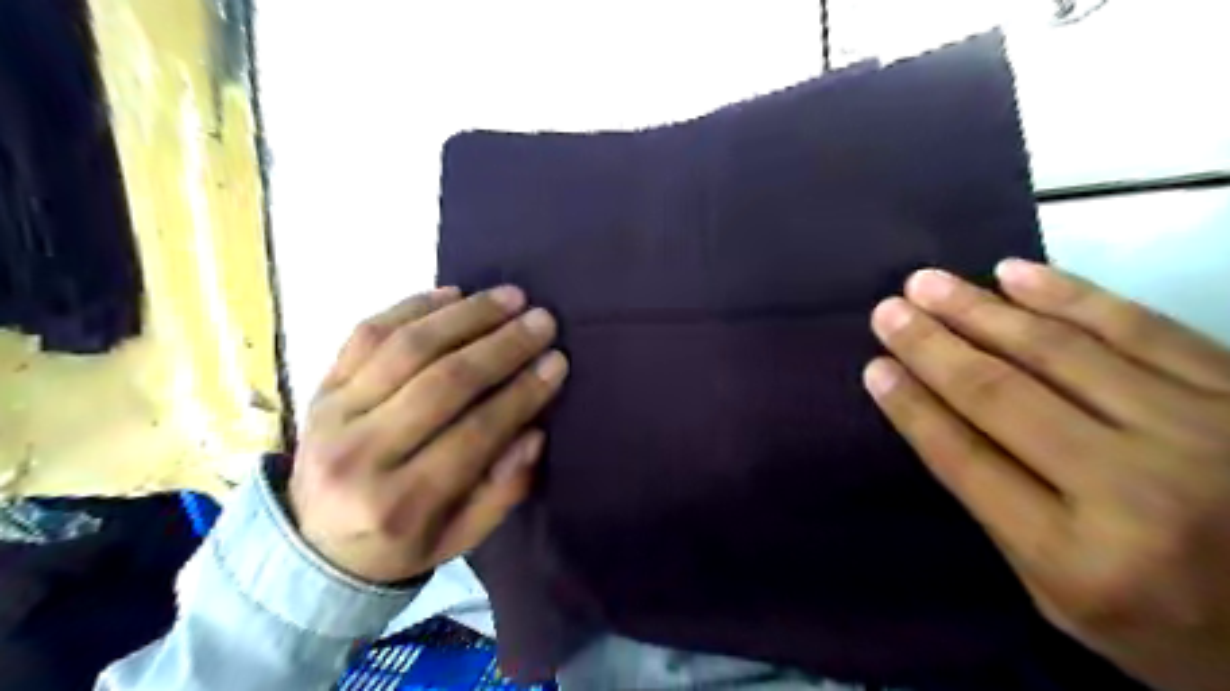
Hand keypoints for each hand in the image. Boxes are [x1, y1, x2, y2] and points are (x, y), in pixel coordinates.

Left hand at [292, 285, 567, 583]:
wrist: (312, 545)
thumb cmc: (401, 543)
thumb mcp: (461, 539)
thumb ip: (503, 491)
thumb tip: (533, 431)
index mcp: (399, 504)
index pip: (475, 434)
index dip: (522, 393)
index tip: (557, 361)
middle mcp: (360, 455)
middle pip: (442, 382)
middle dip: (501, 346)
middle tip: (542, 321)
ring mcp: (333, 414)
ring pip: (406, 347)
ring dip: (465, 315)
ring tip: (508, 298)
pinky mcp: (321, 386)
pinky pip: (367, 333)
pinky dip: (412, 306)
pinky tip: (453, 293)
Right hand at [863, 259, 1228, 690]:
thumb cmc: (1174, 624)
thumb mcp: (1066, 601)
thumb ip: (1001, 514)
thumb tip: (937, 420)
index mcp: (1081, 559)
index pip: (965, 459)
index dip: (911, 406)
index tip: (874, 365)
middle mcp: (1137, 490)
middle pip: (1002, 395)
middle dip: (932, 346)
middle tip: (888, 310)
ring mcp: (1201, 431)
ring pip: (1060, 351)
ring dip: (981, 310)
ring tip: (928, 283)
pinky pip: (1140, 327)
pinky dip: (1070, 294)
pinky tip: (1016, 272)